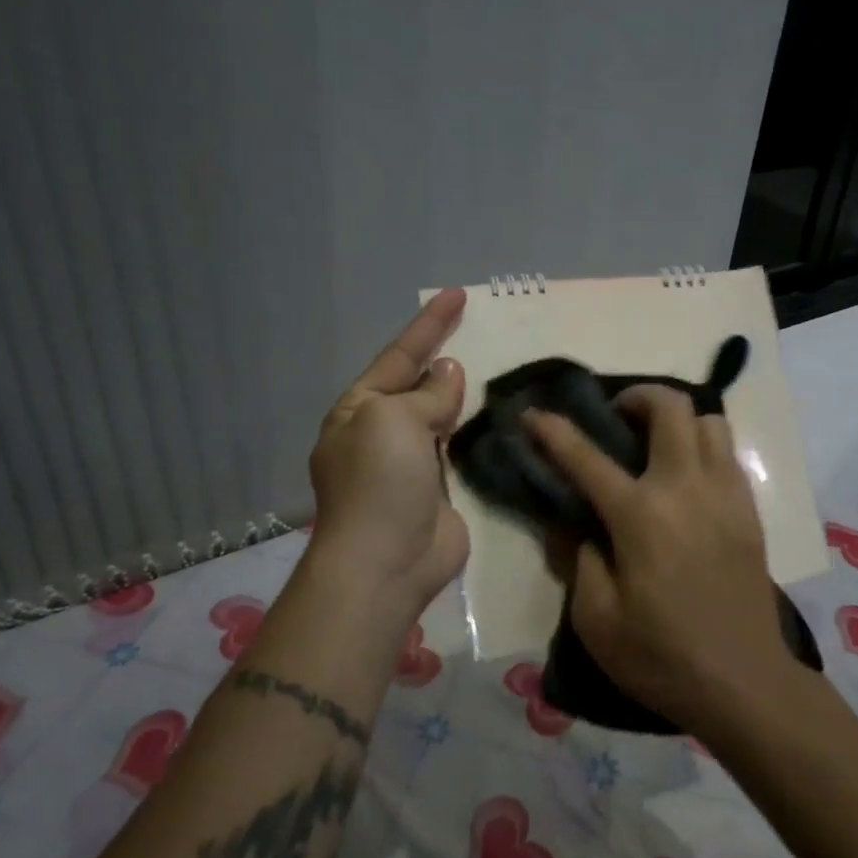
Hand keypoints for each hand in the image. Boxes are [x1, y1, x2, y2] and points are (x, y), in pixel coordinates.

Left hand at [305, 288, 469, 624]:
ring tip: (496, 366)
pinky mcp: (438, 490)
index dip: (429, 325)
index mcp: (359, 410)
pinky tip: (498, 417)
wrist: (385, 563)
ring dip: (462, 395)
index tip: (457, 294)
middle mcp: (381, 432)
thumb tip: (449, 374)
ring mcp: (410, 464)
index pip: (399, 356)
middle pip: (419, 384)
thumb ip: (427, 394)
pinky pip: (459, 449)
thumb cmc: (379, 481)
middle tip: (480, 329)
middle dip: (445, 357)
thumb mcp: (393, 419)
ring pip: (441, 416)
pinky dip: (475, 431)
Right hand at [524, 387, 796, 731]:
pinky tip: (687, 478)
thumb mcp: (595, 619)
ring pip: (708, 421)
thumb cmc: (661, 656)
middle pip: (669, 407)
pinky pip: (728, 453)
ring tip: (657, 445)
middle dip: (637, 397)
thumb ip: (578, 559)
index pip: (586, 456)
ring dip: (678, 420)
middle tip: (617, 418)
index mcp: (640, 515)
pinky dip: (703, 446)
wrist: (743, 682)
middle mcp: (685, 487)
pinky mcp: (749, 509)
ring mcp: (724, 494)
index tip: (532, 414)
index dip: (553, 430)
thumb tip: (573, 524)